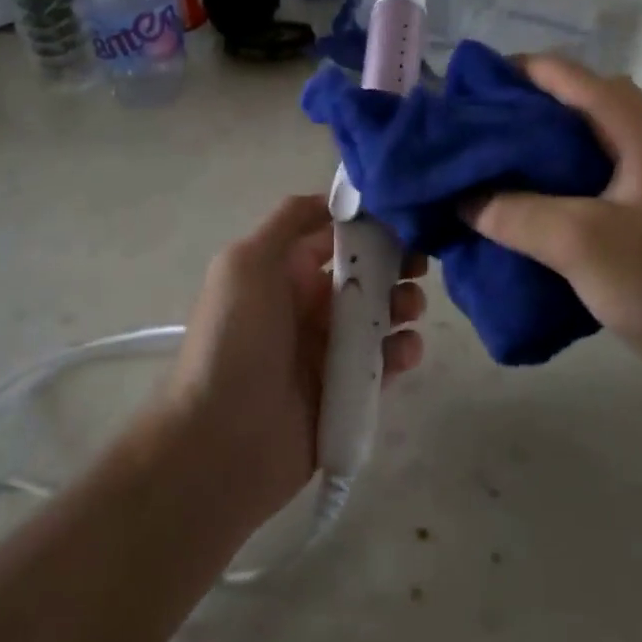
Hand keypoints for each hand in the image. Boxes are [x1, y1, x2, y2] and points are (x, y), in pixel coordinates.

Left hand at [169, 195, 426, 518]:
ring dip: (404, 303)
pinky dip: (402, 350)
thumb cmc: (234, 340)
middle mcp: (308, 304)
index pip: (334, 234)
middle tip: (419, 264)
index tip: (404, 215)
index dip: (368, 222)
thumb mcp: (245, 262)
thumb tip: (335, 199)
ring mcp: (329, 349)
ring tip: (410, 309)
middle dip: (396, 261)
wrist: (221, 442)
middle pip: (365, 272)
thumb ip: (289, 221)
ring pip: (381, 314)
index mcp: (284, 271)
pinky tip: (405, 350)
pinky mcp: (348, 389)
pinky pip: (385, 361)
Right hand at [466, 56, 641, 371]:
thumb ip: (516, 214)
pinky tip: (535, 209)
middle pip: (580, 104)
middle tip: (477, 134)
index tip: (469, 92)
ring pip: (589, 144)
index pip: (571, 76)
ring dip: (543, 149)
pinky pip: (599, 179)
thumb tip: (464, 198)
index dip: (517, 72)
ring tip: (496, 169)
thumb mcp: (581, 243)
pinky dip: (562, 182)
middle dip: (525, 110)